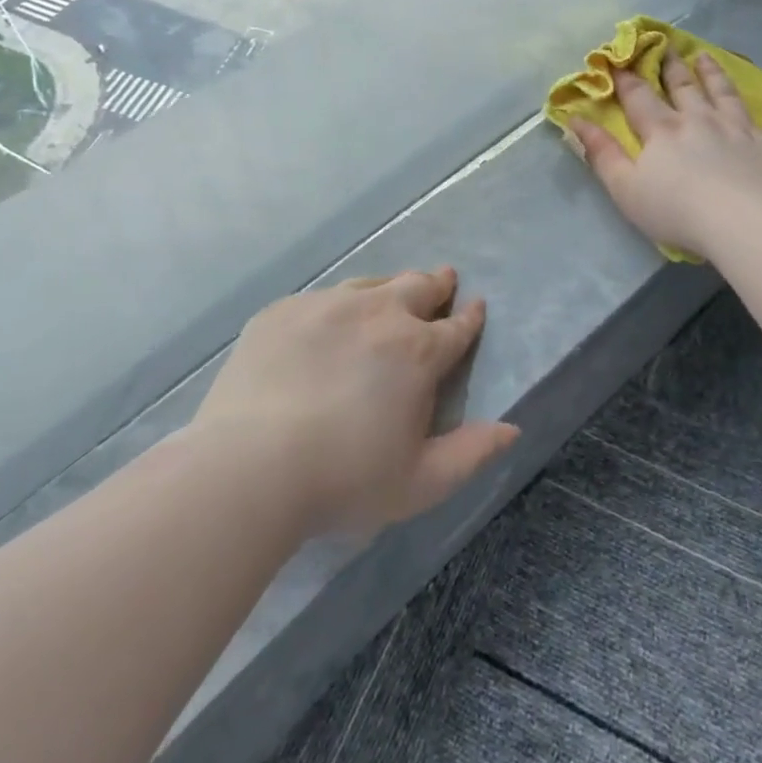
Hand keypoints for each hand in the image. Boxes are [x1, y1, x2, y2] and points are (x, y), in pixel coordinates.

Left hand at [195, 269, 518, 536]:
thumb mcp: (420, 482)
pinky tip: (331, 321)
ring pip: (371, 285)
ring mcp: (327, 306)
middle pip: (417, 287)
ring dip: (390, 288)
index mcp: (417, 351)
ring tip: (392, 294)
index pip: (456, 327)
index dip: (470, 317)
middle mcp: (378, 314)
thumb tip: (512, 429)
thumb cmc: (344, 480)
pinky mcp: (284, 311)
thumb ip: (471, 453)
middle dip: (436, 284)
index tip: (476, 306)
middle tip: (443, 280)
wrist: (249, 467)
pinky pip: (323, 298)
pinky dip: (340, 305)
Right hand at [570, 52, 761, 261]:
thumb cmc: (678, 212)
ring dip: (715, 74)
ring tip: (706, 57)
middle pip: (685, 88)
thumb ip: (601, 154)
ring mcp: (743, 129)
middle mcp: (702, 120)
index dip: (627, 78)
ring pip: (726, 94)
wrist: (746, 224)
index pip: (640, 98)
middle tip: (667, 47)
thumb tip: (575, 120)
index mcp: (663, 131)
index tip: (619, 58)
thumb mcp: (625, 189)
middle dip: (672, 67)